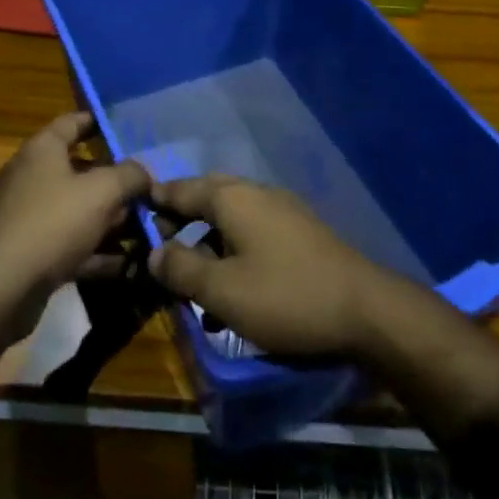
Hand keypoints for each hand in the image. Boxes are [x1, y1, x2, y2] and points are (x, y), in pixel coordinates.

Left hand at [0, 112, 150, 332]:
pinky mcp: (26, 256)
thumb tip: (143, 172)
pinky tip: (126, 265)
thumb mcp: (103, 191)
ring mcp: (25, 219)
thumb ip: (130, 176)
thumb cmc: (53, 222)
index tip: (124, 127)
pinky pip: (68, 246)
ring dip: (109, 221)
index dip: (98, 122)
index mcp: (41, 151)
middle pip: (78, 171)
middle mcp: (29, 178)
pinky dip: (95, 252)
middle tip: (146, 189)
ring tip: (144, 230)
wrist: (0, 289)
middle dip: (113, 181)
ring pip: (75, 212)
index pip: (72, 123)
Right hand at [146, 175, 413, 360]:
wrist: (364, 310)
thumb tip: (155, 252)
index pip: (182, 189)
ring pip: (231, 221)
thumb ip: (182, 270)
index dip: (156, 202)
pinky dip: (235, 256)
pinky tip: (233, 296)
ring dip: (208, 248)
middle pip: (207, 200)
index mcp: (233, 198)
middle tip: (161, 251)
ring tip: (194, 287)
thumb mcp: (222, 291)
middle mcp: (256, 194)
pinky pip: (254, 236)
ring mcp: (282, 211)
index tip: (133, 214)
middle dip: (182, 224)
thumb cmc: (285, 296)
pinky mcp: (300, 234)